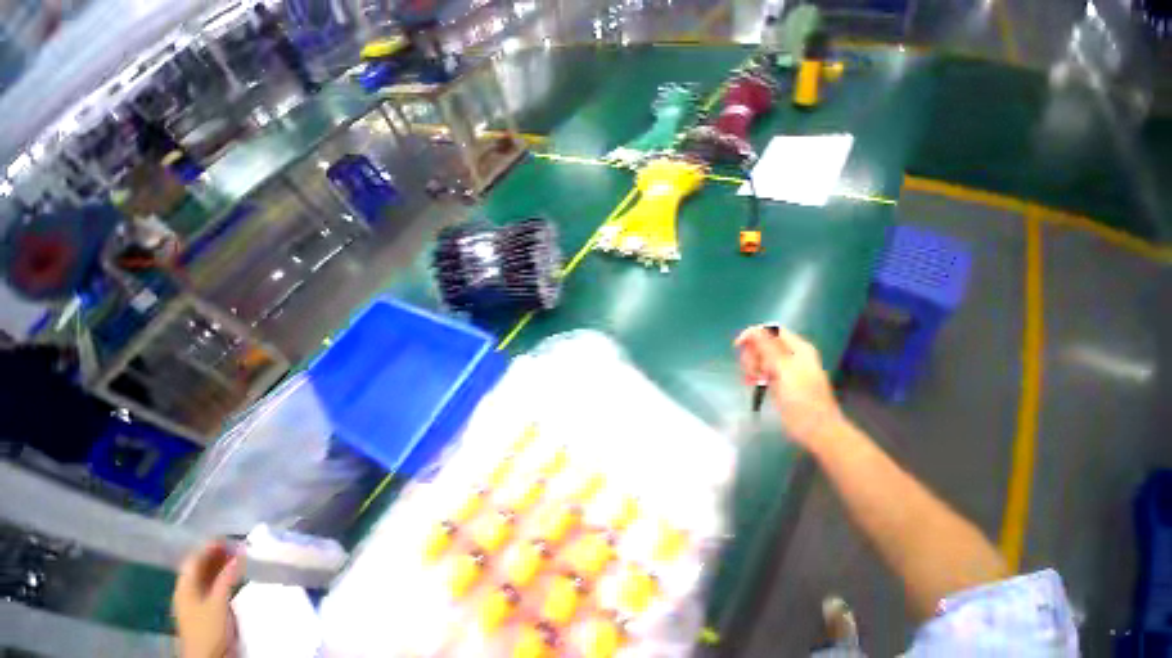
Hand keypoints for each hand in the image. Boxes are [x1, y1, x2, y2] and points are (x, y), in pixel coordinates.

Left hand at [173, 541, 241, 657]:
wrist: (208, 657)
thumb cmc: (208, 629)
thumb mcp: (217, 602)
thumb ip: (226, 577)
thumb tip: (239, 552)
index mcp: (184, 587)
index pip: (194, 560)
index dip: (209, 547)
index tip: (229, 537)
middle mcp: (188, 591)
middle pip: (200, 567)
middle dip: (217, 554)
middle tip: (238, 544)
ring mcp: (197, 600)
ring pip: (208, 576)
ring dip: (222, 564)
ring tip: (240, 555)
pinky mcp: (207, 608)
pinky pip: (214, 585)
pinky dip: (224, 575)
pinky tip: (236, 573)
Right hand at [734, 325, 843, 449]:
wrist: (816, 429)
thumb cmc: (802, 399)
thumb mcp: (784, 370)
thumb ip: (767, 349)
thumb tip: (753, 330)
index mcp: (797, 348)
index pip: (771, 330)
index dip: (753, 334)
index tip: (738, 346)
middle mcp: (791, 355)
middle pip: (763, 344)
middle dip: (753, 354)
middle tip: (753, 370)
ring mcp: (785, 369)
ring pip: (760, 357)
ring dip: (752, 366)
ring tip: (754, 379)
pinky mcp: (779, 381)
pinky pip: (761, 370)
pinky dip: (754, 375)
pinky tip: (751, 383)